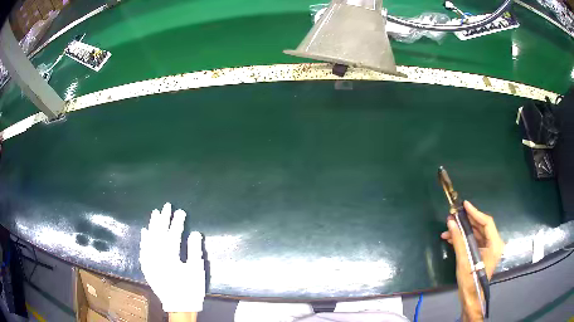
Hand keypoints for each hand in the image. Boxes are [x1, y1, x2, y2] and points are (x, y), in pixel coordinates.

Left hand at [140, 203, 204, 312]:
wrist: (179, 306)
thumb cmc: (190, 289)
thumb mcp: (196, 270)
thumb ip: (194, 250)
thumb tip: (194, 232)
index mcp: (170, 257)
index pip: (173, 235)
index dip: (177, 223)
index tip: (181, 212)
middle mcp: (156, 257)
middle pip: (159, 234)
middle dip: (163, 219)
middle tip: (166, 206)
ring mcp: (149, 262)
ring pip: (149, 240)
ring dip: (152, 226)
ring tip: (154, 213)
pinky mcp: (147, 267)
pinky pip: (143, 250)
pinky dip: (144, 240)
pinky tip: (144, 232)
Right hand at [440, 201, 504, 321]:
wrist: (470, 297)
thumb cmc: (470, 280)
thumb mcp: (464, 260)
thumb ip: (458, 240)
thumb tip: (450, 222)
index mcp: (495, 244)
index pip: (486, 222)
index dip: (475, 212)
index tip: (464, 205)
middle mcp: (494, 243)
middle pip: (481, 227)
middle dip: (466, 222)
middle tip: (453, 217)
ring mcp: (488, 248)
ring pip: (476, 234)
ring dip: (462, 231)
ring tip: (448, 230)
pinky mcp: (483, 253)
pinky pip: (473, 241)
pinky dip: (463, 239)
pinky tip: (451, 238)